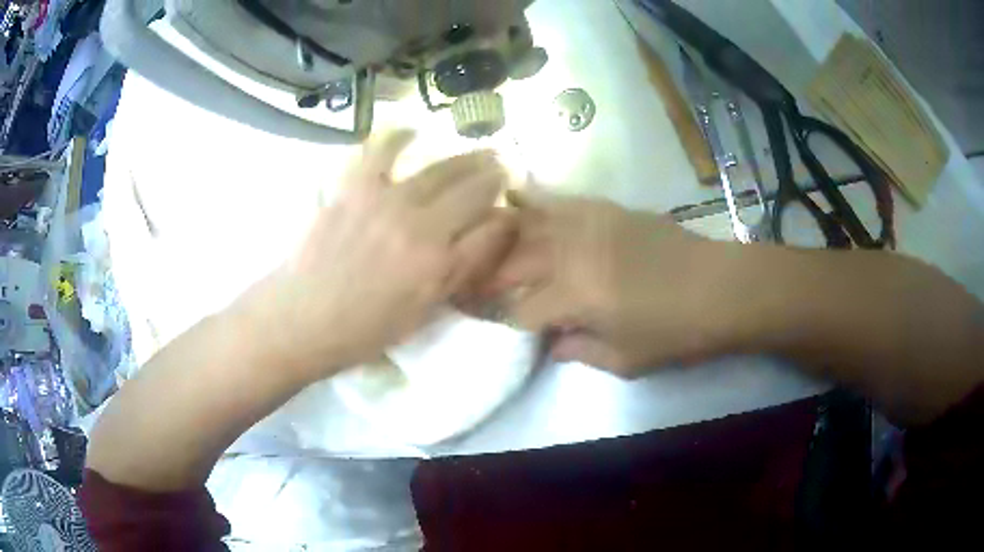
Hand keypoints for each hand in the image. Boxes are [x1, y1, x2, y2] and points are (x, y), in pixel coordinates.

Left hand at [245, 131, 515, 380]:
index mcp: (440, 268)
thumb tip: (478, 246)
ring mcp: (387, 202)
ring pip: (441, 168)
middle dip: (496, 178)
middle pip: (475, 190)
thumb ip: (453, 278)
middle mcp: (422, 228)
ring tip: (478, 151)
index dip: (508, 219)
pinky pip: (382, 150)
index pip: (494, 231)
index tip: (509, 214)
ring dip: (466, 157)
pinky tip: (412, 131)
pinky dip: (400, 136)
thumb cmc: (361, 330)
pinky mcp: (355, 188)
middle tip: (501, 169)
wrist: (302, 318)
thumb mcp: (419, 316)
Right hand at [486, 190, 733, 376]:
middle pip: (513, 262)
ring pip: (528, 224)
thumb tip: (551, 344)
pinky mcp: (606, 209)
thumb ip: (580, 352)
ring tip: (479, 241)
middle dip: (489, 277)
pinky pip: (560, 201)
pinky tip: (515, 197)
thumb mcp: (626, 360)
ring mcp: (587, 224)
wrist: (721, 287)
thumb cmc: (675, 332)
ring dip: (501, 236)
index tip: (502, 328)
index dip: (508, 323)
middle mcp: (571, 253)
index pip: (521, 311)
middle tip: (474, 285)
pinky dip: (534, 200)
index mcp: (574, 296)